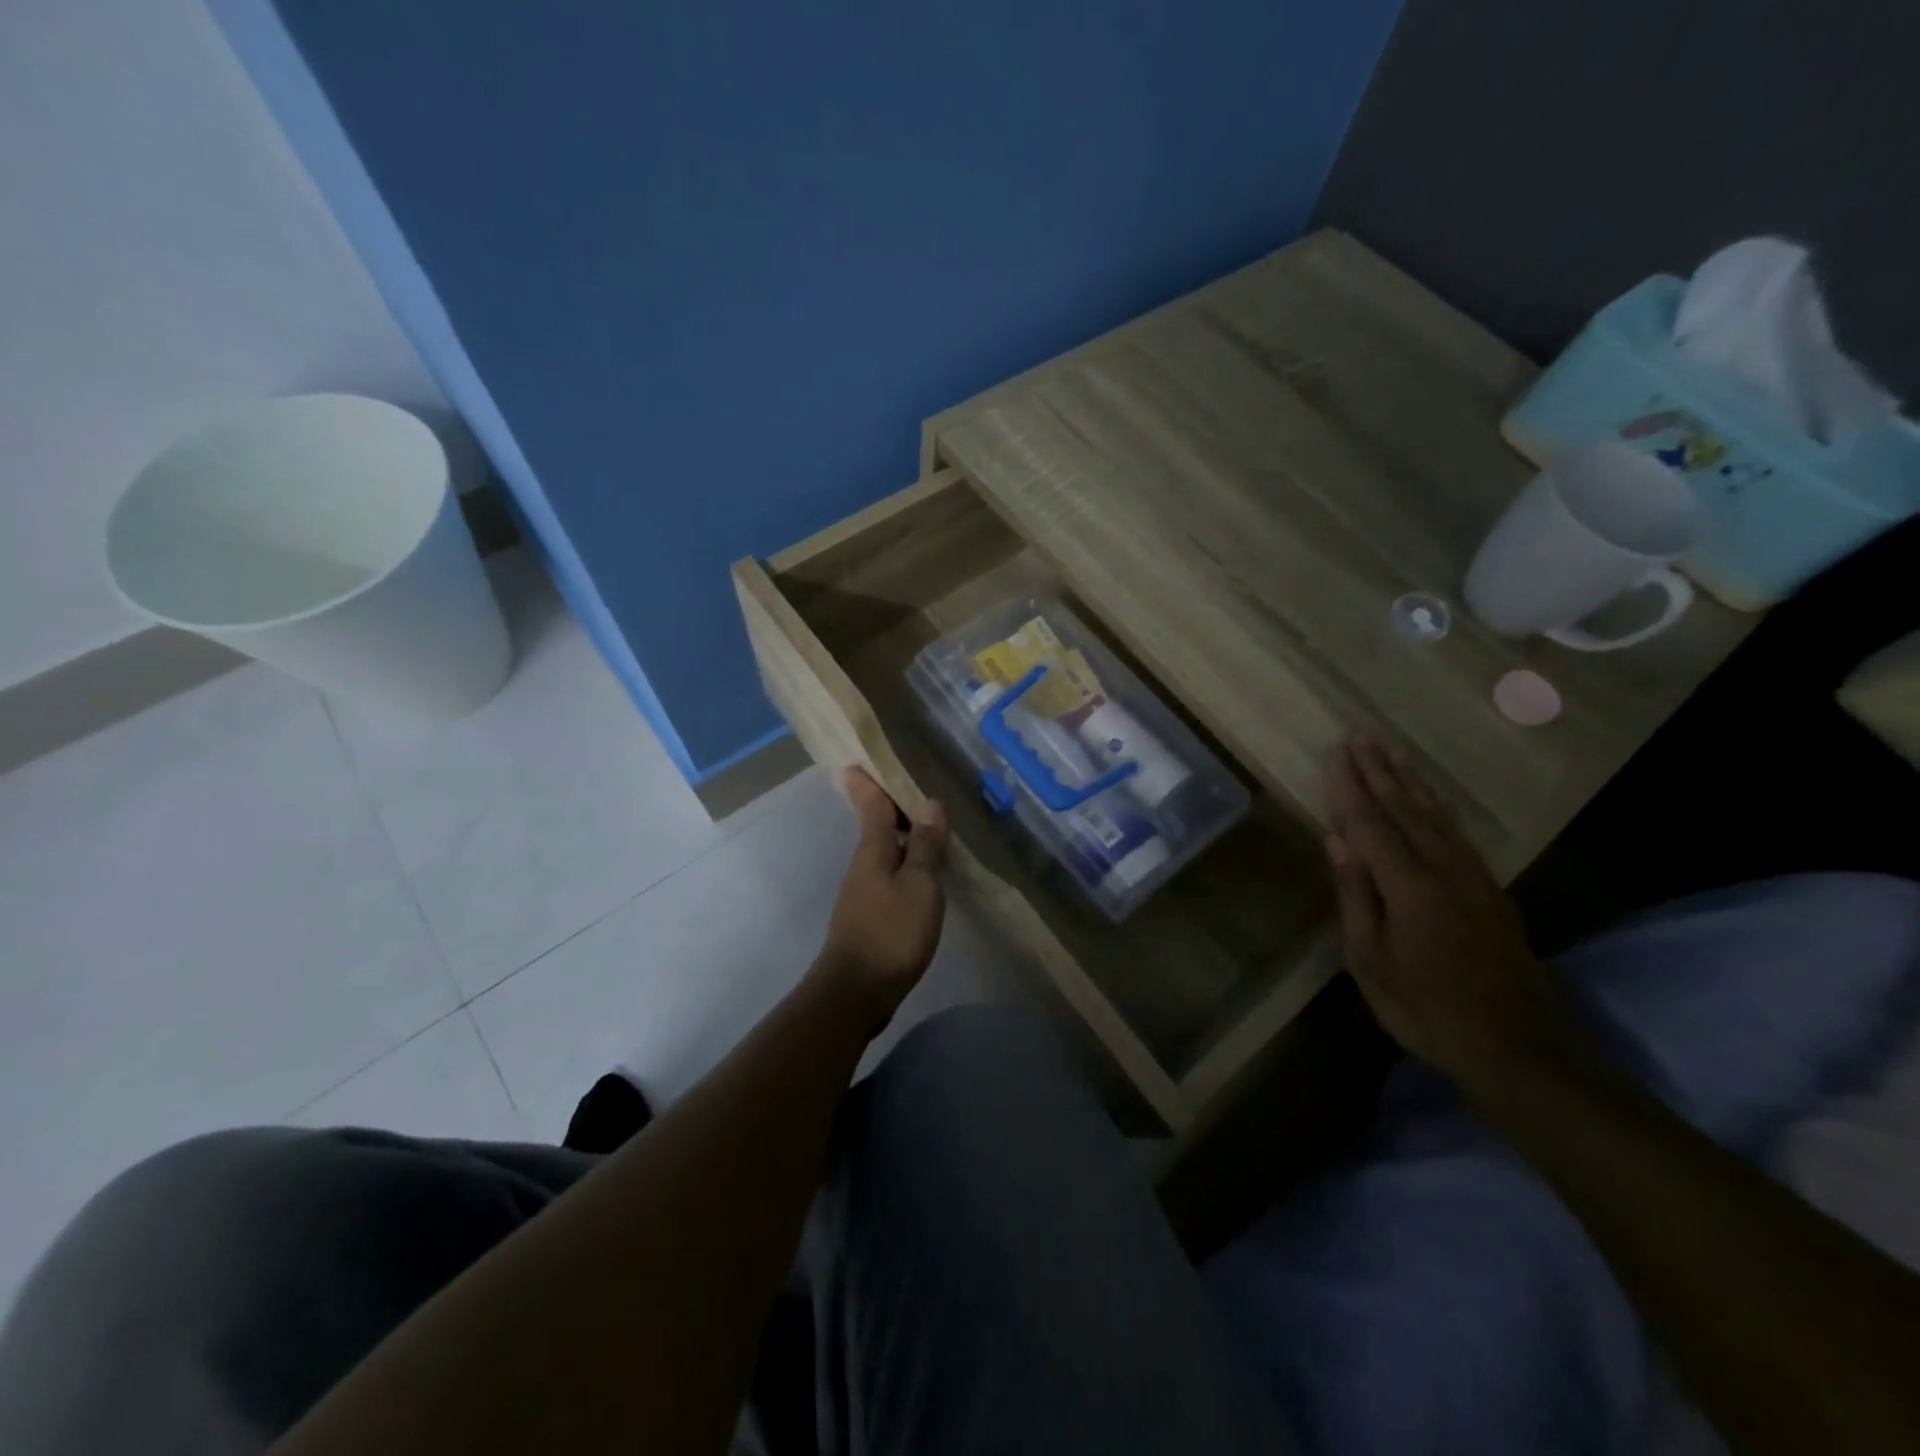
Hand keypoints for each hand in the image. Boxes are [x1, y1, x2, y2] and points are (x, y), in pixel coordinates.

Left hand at [815, 767, 948, 1022]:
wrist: (856, 992)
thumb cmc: (891, 932)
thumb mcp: (919, 885)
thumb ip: (925, 845)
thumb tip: (930, 803)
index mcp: (873, 850)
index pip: (872, 806)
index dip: (868, 783)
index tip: (857, 762)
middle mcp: (864, 865)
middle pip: (877, 827)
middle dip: (890, 807)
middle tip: (911, 788)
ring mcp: (863, 893)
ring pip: (884, 853)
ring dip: (902, 837)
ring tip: (927, 828)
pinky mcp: (869, 917)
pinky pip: (889, 877)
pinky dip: (904, 865)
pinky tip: (922, 875)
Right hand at [1323, 731, 1582, 1086]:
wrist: (1518, 1047)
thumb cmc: (1426, 1008)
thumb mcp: (1371, 960)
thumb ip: (1356, 894)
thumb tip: (1336, 839)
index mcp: (1409, 885)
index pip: (1370, 822)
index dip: (1349, 786)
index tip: (1334, 751)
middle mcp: (1443, 868)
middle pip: (1404, 807)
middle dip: (1378, 769)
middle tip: (1360, 733)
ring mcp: (1472, 876)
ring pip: (1434, 813)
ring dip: (1409, 777)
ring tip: (1390, 747)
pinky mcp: (1488, 887)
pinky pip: (1456, 830)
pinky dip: (1437, 803)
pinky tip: (1429, 794)